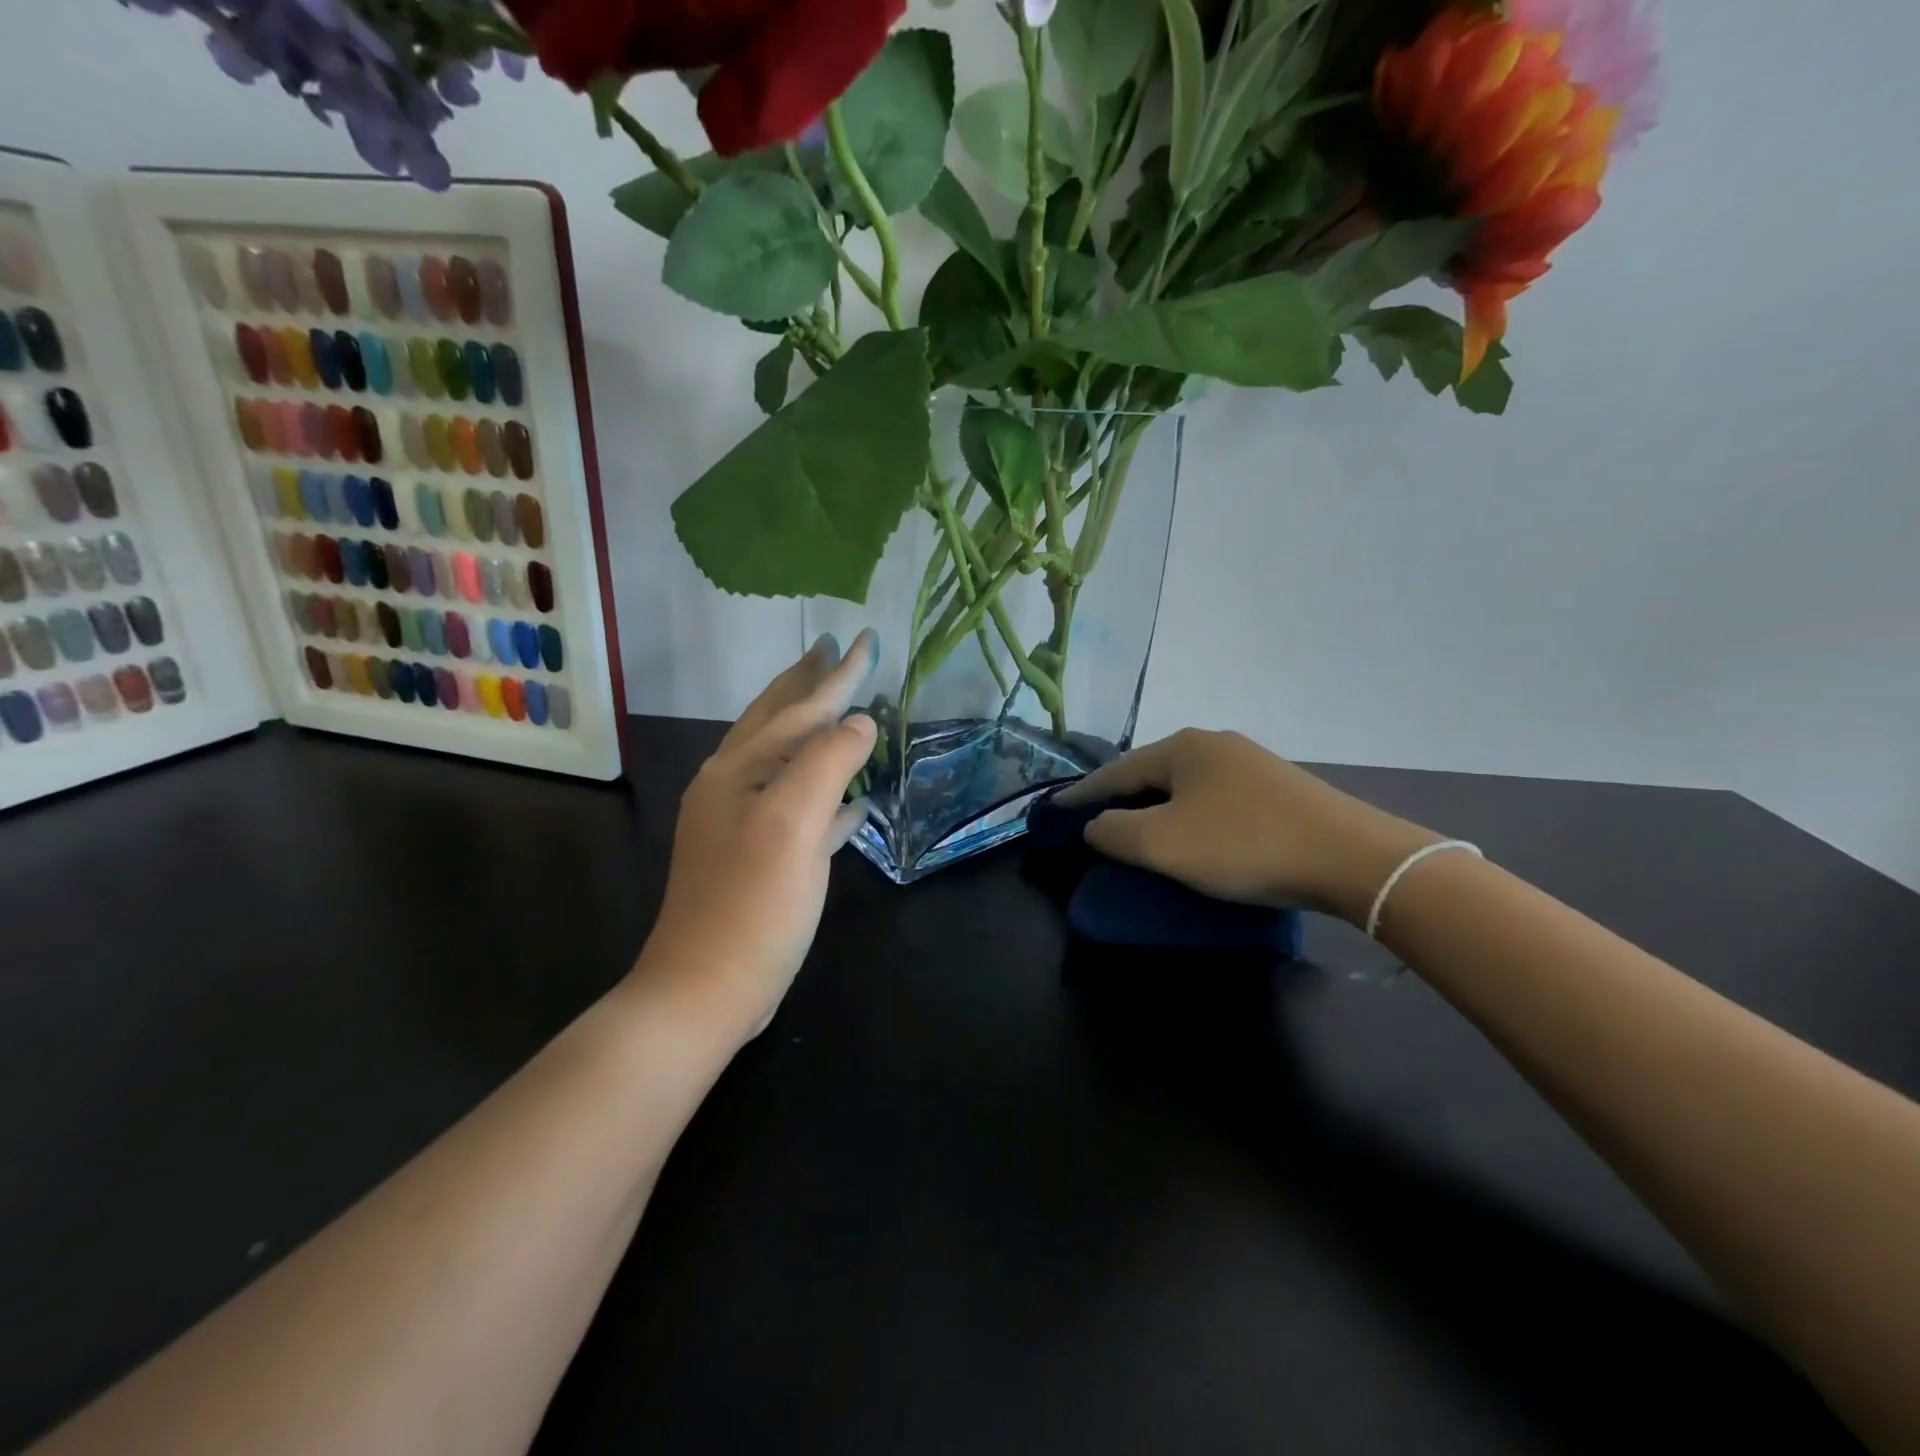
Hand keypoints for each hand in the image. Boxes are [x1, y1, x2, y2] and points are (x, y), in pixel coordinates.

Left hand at [639, 632, 878, 1035]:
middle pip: (777, 720)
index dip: (837, 674)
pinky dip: (826, 793)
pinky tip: (854, 802)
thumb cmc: (753, 903)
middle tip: (834, 648)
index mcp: (738, 769)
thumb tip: (860, 720)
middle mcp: (733, 785)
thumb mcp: (793, 823)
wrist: (706, 989)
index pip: (798, 707)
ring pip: (786, 760)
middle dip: (808, 684)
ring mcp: (743, 823)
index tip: (866, 638)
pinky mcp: (760, 857)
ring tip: (841, 706)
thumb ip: (827, 763)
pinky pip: (800, 807)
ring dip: (816, 730)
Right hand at [1055, 728, 1438, 922]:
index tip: (1055, 809)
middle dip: (1121, 798)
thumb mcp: (1162, 844)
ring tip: (1140, 831)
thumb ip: (1114, 832)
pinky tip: (1194, 834)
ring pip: (1185, 785)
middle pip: (1151, 772)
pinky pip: (1214, 798)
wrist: (1352, 858)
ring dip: (1157, 807)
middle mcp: (1215, 744)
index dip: (1082, 793)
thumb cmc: (1244, 845)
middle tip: (1095, 822)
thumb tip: (1095, 826)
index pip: (1116, 770)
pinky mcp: (1279, 788)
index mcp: (1183, 747)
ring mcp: (1251, 764)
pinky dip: (1190, 815)